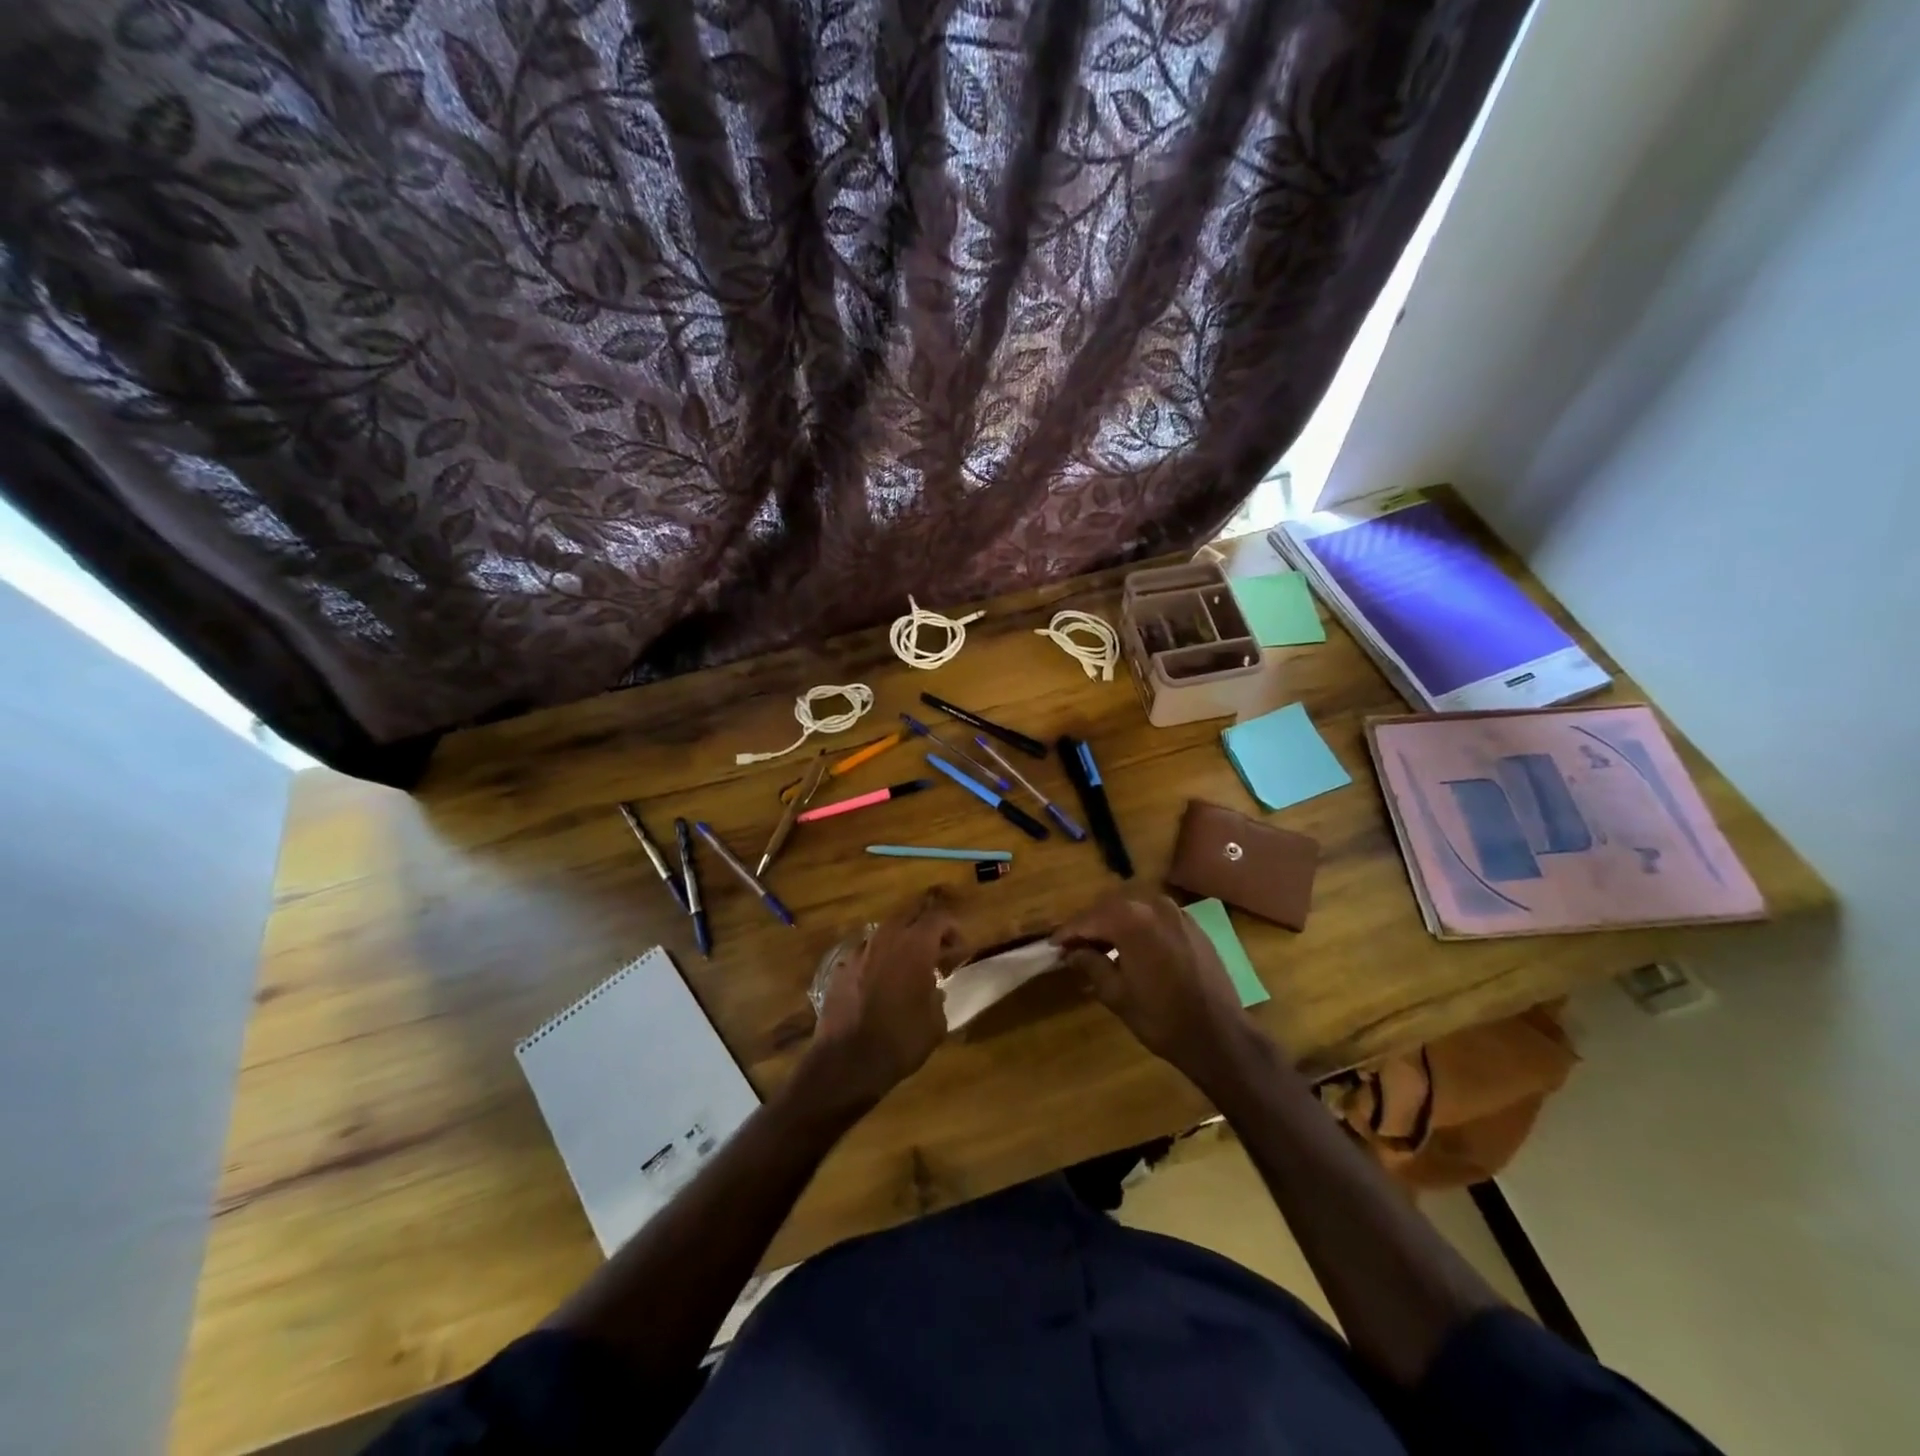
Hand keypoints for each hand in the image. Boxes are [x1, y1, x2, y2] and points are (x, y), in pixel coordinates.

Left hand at [803, 891, 964, 1108]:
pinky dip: (879, 960)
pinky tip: (881, 984)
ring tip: (909, 969)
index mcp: (915, 945)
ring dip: (901, 942)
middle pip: (911, 914)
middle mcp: (886, 938)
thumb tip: (934, 989)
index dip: (953, 929)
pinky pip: (866, 952)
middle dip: (927, 927)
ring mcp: (860, 950)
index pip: (939, 917)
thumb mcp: (936, 1023)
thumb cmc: (901, 1040)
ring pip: (886, 932)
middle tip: (937, 951)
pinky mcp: (841, 967)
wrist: (847, 1061)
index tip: (959, 950)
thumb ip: (938, 996)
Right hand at [1054, 892, 1254, 1080]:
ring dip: (1115, 925)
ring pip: (1134, 910)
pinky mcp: (1193, 926)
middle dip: (1091, 925)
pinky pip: (1156, 918)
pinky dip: (1139, 928)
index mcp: (1131, 919)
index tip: (1052, 945)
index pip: (1088, 919)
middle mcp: (1153, 905)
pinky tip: (1133, 950)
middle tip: (1075, 947)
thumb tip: (1072, 953)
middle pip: (1110, 908)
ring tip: (1102, 949)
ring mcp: (1177, 913)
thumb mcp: (1116, 994)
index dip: (1067, 933)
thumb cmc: (1161, 1018)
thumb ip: (1090, 965)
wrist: (1219, 1035)